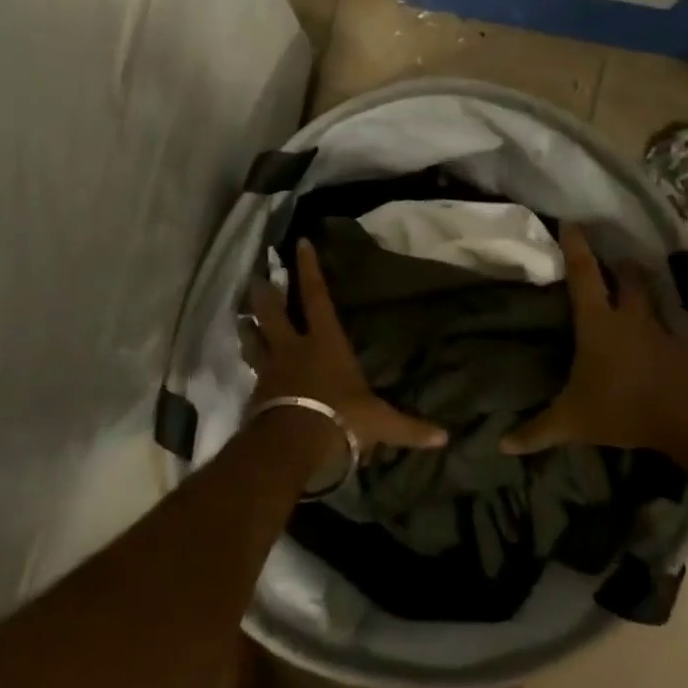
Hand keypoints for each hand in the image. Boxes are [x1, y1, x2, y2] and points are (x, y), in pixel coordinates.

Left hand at [245, 239, 447, 452]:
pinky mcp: (257, 393)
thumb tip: (445, 438)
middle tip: (256, 278)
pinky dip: (252, 366)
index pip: (316, 296)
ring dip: (248, 328)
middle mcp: (293, 348)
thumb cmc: (339, 418)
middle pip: (272, 312)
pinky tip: (251, 371)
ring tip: (243, 320)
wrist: (291, 444)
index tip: (300, 242)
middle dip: (265, 294)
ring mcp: (271, 369)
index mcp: (324, 342)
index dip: (309, 268)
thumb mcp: (379, 422)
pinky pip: (253, 372)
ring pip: (254, 340)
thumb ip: (409, 427)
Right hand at [501, 224, 687, 455]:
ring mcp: (662, 330)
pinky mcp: (687, 347)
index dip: (575, 247)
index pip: (583, 274)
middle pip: (628, 278)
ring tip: (640, 286)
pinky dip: (669, 325)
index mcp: (598, 323)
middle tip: (614, 261)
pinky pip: (675, 327)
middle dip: (620, 265)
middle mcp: (630, 317)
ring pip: (654, 297)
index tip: (570, 222)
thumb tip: (501, 444)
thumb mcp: (573, 422)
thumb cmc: (624, 408)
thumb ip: (537, 431)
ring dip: (646, 287)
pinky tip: (665, 335)